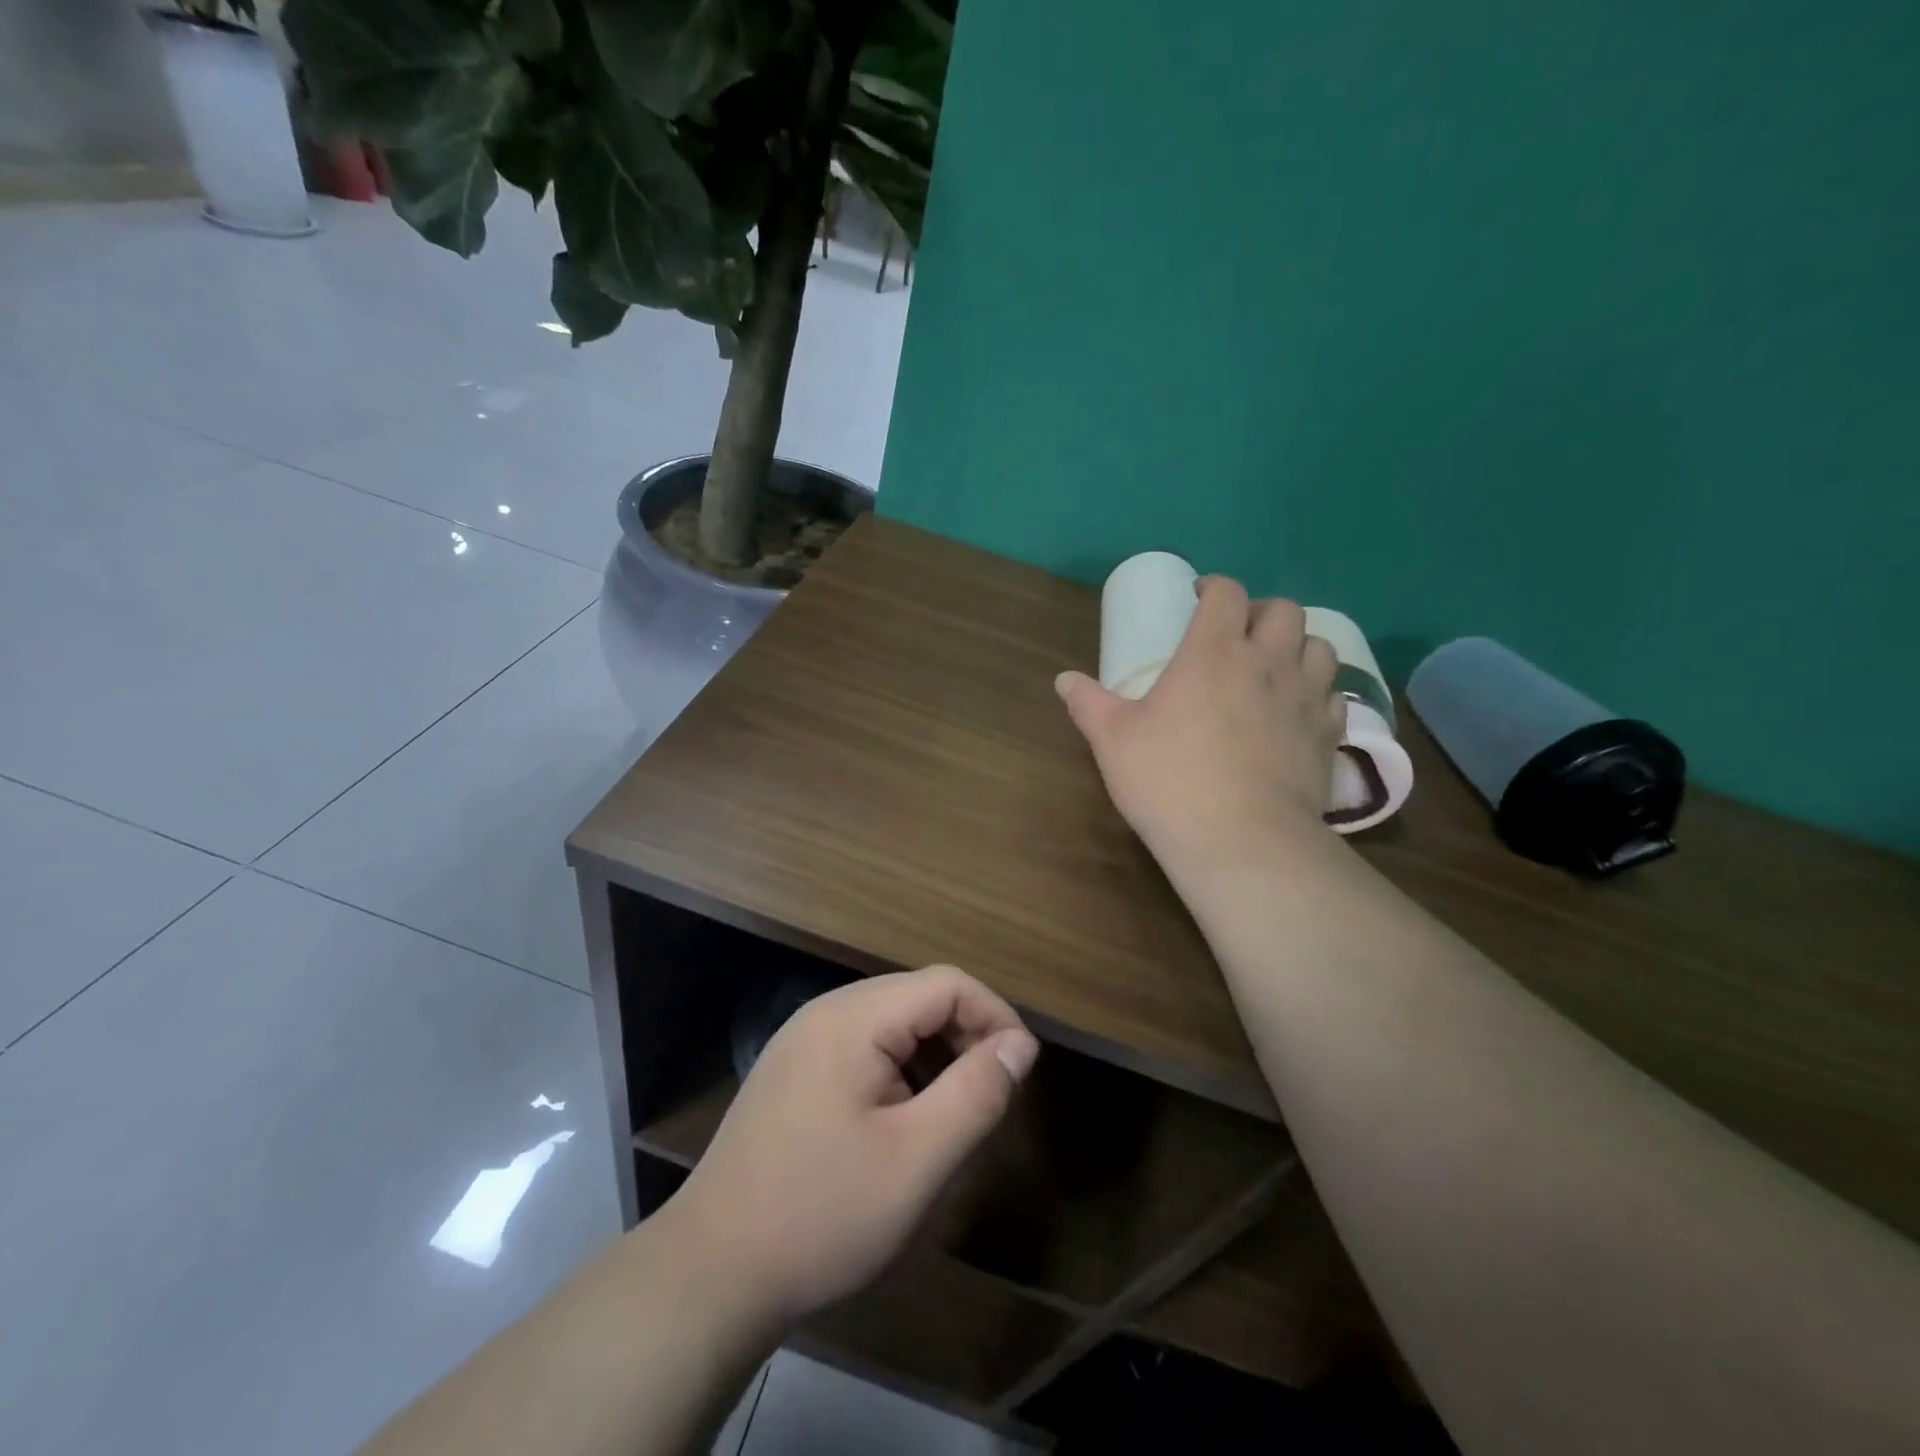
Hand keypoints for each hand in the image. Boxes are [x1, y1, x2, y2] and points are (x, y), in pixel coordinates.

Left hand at [666, 966, 1038, 1326]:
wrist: (711, 1272)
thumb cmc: (822, 1215)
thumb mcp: (916, 1160)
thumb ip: (975, 1094)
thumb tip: (1020, 1044)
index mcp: (853, 1018)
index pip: (946, 983)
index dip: (995, 1015)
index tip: (1022, 1070)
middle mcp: (826, 1011)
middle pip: (918, 996)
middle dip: (966, 1034)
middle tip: (992, 1095)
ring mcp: (803, 1039)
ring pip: (892, 1021)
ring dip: (934, 1053)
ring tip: (953, 1110)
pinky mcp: (793, 1068)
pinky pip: (863, 1045)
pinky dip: (900, 1067)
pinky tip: (902, 1118)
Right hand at [1055, 576, 1344, 870]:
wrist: (1242, 840)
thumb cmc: (1169, 780)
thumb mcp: (1113, 741)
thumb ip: (1089, 703)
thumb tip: (1064, 680)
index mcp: (1213, 651)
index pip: (1226, 593)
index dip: (1213, 588)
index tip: (1199, 599)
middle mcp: (1267, 661)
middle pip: (1283, 610)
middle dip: (1261, 612)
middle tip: (1239, 634)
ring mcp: (1306, 697)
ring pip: (1320, 646)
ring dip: (1298, 646)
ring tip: (1276, 667)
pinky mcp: (1328, 735)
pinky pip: (1336, 695)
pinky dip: (1319, 692)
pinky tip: (1298, 711)